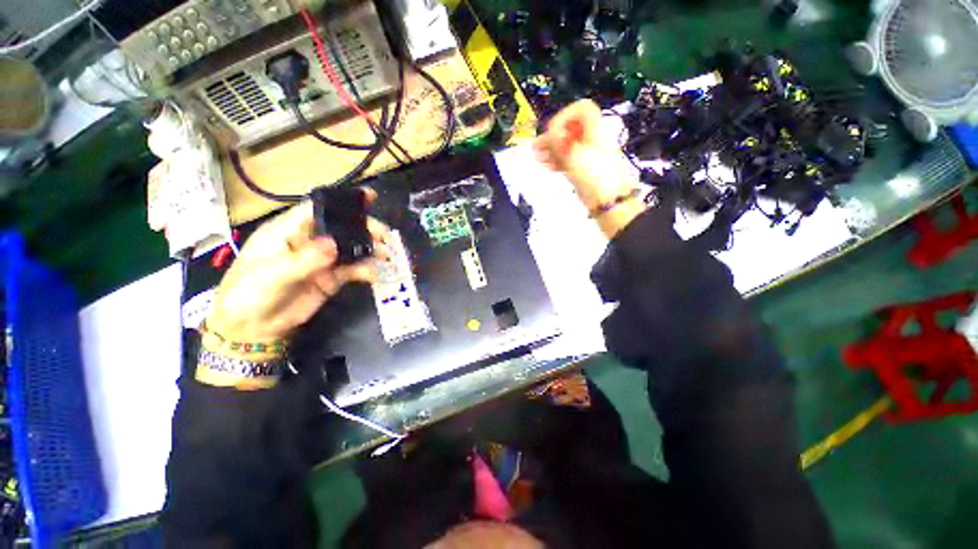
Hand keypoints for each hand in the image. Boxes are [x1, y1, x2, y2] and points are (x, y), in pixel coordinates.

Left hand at [206, 196, 388, 343]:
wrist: (253, 328)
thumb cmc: (250, 293)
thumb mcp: (273, 274)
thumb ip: (305, 259)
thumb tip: (333, 244)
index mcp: (289, 231)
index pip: (318, 208)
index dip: (343, 202)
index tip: (369, 197)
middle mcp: (310, 241)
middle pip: (342, 227)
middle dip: (365, 228)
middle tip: (385, 236)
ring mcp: (323, 260)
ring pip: (352, 248)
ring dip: (370, 249)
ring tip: (386, 255)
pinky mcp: (331, 278)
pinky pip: (353, 269)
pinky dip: (366, 270)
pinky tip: (373, 274)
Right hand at [533, 100, 645, 237]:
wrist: (610, 203)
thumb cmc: (597, 179)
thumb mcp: (574, 157)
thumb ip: (559, 142)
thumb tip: (549, 132)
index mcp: (595, 130)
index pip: (581, 109)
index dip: (564, 116)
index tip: (553, 132)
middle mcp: (592, 140)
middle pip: (570, 128)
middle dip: (553, 136)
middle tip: (538, 146)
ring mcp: (587, 155)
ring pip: (567, 145)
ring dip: (551, 149)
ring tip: (538, 156)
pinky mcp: (583, 170)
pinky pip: (568, 159)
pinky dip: (556, 160)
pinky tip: (547, 165)